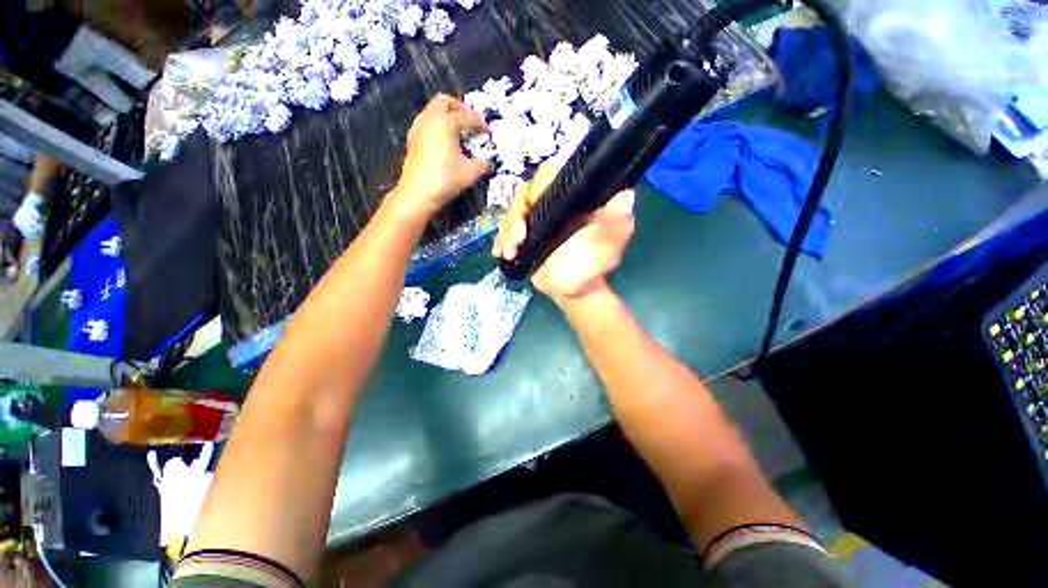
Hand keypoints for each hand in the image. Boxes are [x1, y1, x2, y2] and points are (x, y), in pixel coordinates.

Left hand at [392, 94, 490, 216]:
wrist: (418, 193)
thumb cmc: (445, 179)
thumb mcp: (470, 173)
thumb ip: (483, 165)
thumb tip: (490, 163)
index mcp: (446, 123)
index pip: (466, 116)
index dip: (479, 122)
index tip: (487, 130)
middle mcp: (430, 119)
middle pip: (444, 101)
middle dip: (459, 108)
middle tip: (470, 121)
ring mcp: (418, 128)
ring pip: (433, 110)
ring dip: (446, 115)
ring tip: (458, 131)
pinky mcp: (412, 139)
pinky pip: (426, 122)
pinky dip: (437, 125)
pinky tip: (444, 142)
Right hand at [493, 161, 635, 302]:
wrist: (572, 292)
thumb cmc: (590, 269)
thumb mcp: (606, 247)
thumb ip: (616, 225)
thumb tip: (626, 196)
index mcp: (573, 199)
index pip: (551, 175)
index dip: (538, 184)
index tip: (533, 204)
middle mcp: (553, 203)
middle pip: (525, 194)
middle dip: (516, 216)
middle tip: (518, 240)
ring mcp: (536, 219)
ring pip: (512, 212)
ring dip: (506, 232)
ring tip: (509, 253)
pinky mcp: (524, 235)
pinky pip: (506, 231)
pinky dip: (500, 241)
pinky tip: (500, 253)